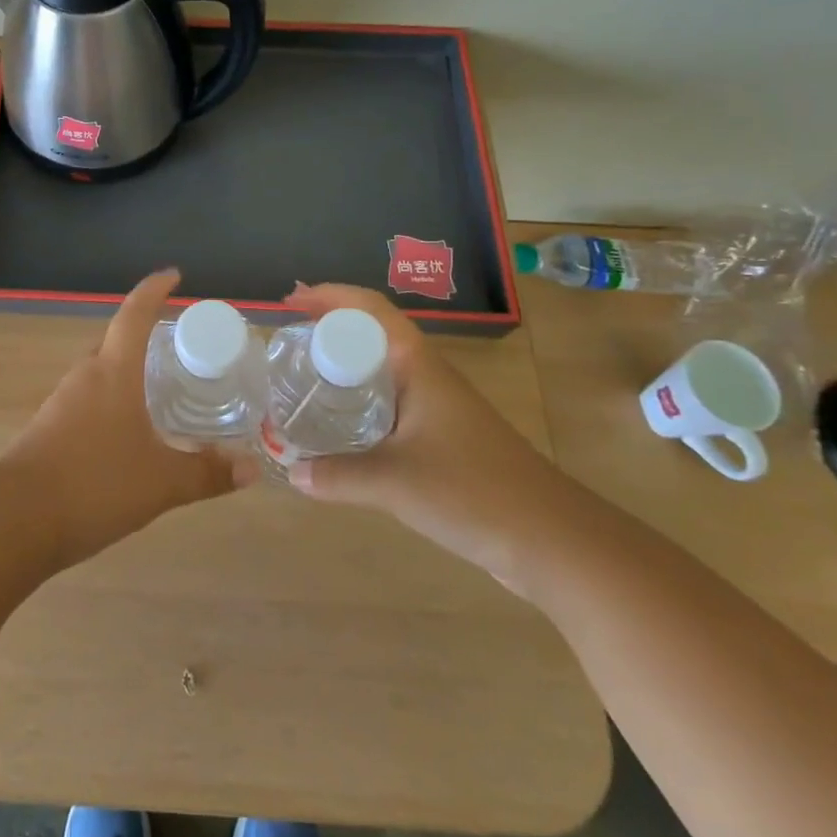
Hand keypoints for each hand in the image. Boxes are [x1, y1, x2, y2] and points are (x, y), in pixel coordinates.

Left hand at [0, 270, 256, 568]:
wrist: (16, 520)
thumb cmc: (95, 484)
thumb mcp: (162, 483)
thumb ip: (207, 473)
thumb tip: (251, 468)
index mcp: (113, 372)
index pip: (134, 314)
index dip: (154, 290)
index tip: (174, 275)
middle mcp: (85, 377)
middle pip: (115, 342)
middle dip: (144, 337)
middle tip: (178, 347)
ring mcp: (62, 403)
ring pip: (100, 374)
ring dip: (126, 373)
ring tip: (159, 390)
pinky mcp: (48, 429)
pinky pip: (87, 401)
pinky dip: (111, 403)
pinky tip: (127, 433)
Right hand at [283, 284, 577, 590]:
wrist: (552, 540)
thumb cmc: (474, 492)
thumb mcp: (395, 483)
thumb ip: (338, 475)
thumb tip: (290, 472)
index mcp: (418, 366)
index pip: (370, 310)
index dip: (330, 296)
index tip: (289, 300)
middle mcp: (426, 377)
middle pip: (371, 335)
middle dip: (328, 330)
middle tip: (284, 343)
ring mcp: (436, 408)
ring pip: (379, 372)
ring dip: (341, 368)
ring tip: (300, 380)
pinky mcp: (441, 438)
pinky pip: (388, 406)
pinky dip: (356, 405)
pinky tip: (336, 429)